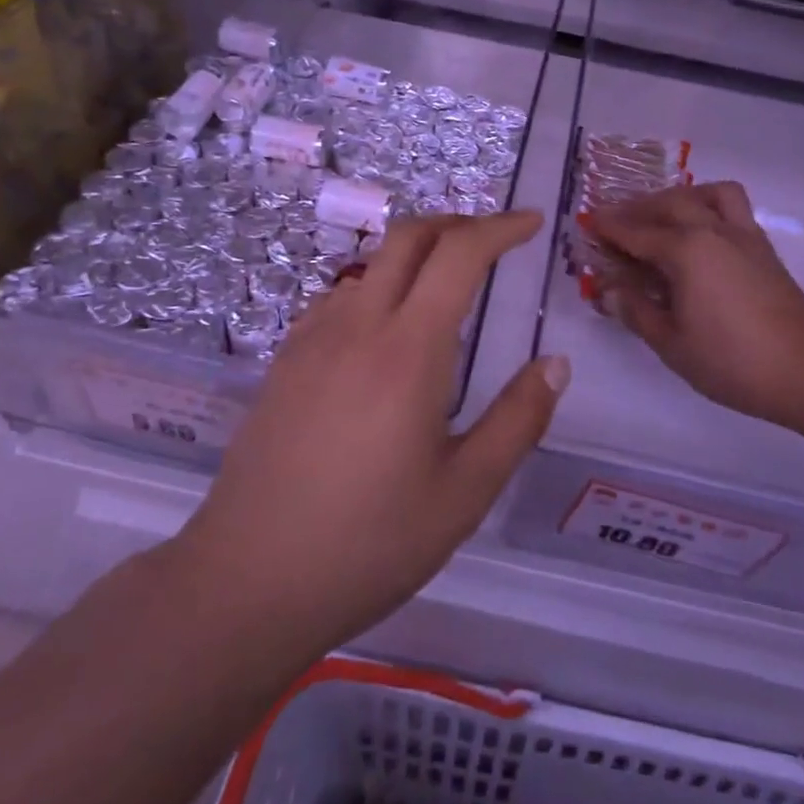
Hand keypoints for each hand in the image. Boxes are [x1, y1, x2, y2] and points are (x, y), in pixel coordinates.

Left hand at [181, 211, 568, 657]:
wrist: (248, 580)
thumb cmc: (369, 543)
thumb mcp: (464, 493)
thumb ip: (518, 420)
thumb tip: (555, 364)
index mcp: (408, 350)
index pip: (459, 254)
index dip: (501, 228)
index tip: (532, 223)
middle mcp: (358, 325)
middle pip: (408, 237)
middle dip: (457, 224)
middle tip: (494, 240)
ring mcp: (313, 339)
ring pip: (371, 264)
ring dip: (415, 254)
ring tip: (446, 284)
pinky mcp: (284, 360)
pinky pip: (338, 297)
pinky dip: (377, 286)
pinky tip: (384, 328)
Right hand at [584, 182, 803, 429]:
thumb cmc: (731, 361)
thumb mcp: (671, 343)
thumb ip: (636, 311)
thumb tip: (607, 291)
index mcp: (686, 250)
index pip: (636, 232)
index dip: (608, 228)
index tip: (587, 222)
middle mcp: (713, 230)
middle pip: (669, 203)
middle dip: (637, 208)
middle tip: (616, 222)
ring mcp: (744, 236)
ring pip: (708, 194)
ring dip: (680, 197)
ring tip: (663, 217)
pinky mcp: (764, 248)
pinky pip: (733, 208)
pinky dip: (708, 207)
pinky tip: (699, 236)